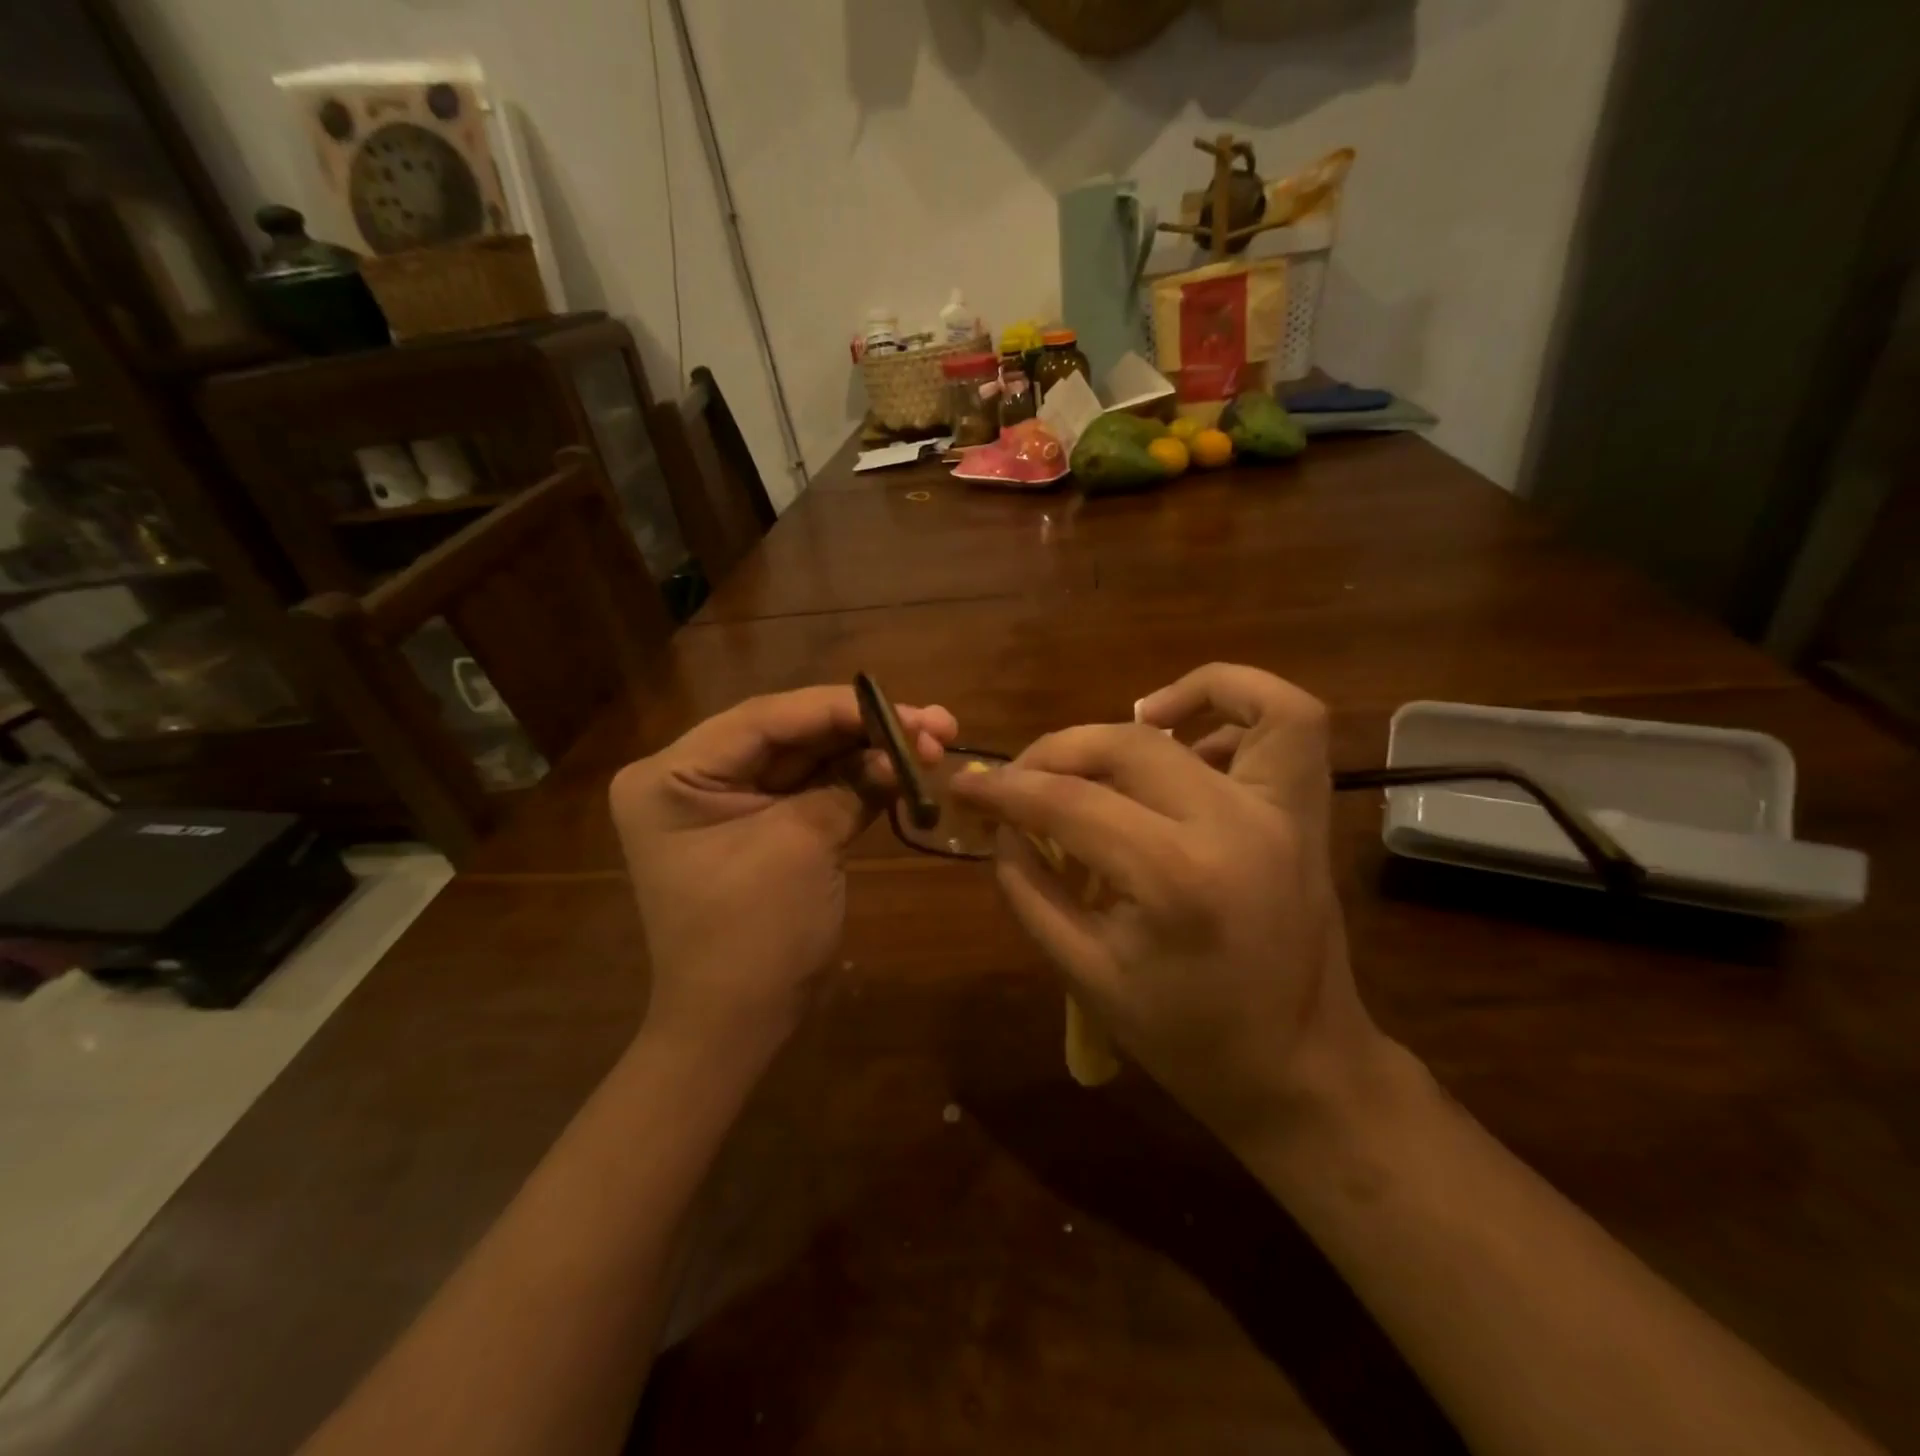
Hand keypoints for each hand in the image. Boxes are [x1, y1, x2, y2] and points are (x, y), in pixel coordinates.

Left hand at [610, 687, 956, 1048]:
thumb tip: (906, 749)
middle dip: (864, 729)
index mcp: (673, 775)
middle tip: (934, 724)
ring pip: (811, 758)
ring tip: (936, 741)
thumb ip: (851, 786)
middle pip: (792, 734)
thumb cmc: (753, 937)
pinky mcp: (765, 825)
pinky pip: (816, 789)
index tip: (905, 710)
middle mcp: (695, 777)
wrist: (738, 1026)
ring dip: (871, 751)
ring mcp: (731, 801)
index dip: (839, 709)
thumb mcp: (801, 847)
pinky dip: (861, 781)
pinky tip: (907, 771)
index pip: (765, 719)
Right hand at [951, 664, 1381, 1142]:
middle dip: (1056, 750)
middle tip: (1022, 778)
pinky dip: (1239, 704)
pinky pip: (1292, 722)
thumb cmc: (1187, 1037)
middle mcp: (1235, 824)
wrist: (1299, 1069)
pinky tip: (1189, 737)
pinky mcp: (1306, 811)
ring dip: (1172, 696)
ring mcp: (1284, 811)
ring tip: (1124, 725)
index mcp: (1175, 878)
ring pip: (1240, 703)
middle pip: (1128, 745)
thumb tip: (1001, 824)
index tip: (964, 785)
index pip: (1069, 803)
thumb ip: (1029, 887)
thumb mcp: (1084, 974)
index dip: (1005, 789)